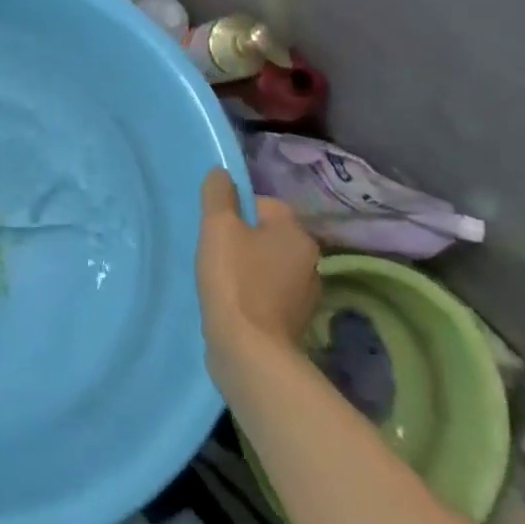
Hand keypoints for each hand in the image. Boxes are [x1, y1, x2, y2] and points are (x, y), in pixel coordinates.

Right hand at [196, 168, 320, 373]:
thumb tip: (221, 173)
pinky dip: (252, 293)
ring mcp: (305, 294)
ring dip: (247, 267)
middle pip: (267, 234)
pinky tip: (232, 302)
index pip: (263, 204)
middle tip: (214, 251)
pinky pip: (269, 292)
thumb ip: (218, 193)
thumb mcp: (218, 226)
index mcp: (297, 233)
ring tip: (220, 278)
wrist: (250, 351)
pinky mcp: (293, 321)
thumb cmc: (235, 279)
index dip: (234, 211)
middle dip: (242, 239)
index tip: (215, 229)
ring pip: (268, 264)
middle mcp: (310, 260)